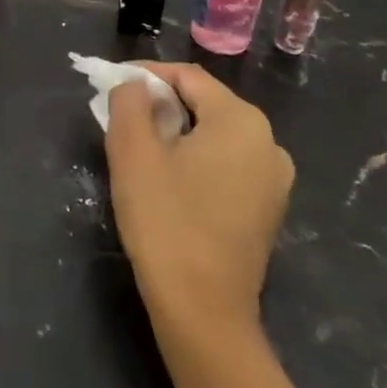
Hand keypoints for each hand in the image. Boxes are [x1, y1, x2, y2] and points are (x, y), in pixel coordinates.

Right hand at [105, 62, 294, 334]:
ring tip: (139, 147)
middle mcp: (268, 142)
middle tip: (120, 116)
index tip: (112, 84)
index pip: (188, 76)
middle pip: (204, 103)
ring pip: (214, 135)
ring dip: (176, 132)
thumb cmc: (166, 222)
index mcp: (241, 120)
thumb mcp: (133, 152)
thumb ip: (129, 102)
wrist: (204, 313)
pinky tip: (168, 180)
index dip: (146, 74)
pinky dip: (195, 159)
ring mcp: (274, 179)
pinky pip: (226, 164)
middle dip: (160, 103)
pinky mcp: (268, 209)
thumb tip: (135, 85)